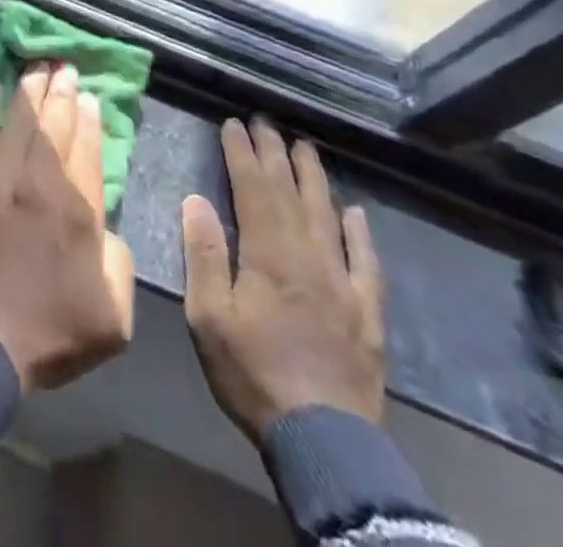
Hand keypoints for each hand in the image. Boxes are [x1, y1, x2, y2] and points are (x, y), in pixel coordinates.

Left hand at [0, 64, 135, 390]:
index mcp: (78, 210)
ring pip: (17, 121)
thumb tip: (107, 229)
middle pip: (53, 125)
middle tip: (65, 68)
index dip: (89, 119)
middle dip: (61, 93)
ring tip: (36, 68)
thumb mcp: (114, 316)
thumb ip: (120, 264)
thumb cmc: (50, 330)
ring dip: (28, 91)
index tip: (89, 97)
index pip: (87, 149)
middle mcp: (39, 182)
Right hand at [181, 118, 384, 444]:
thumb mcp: (209, 317)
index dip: (242, 153)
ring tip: (305, 147)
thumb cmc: (253, 374)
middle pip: (290, 193)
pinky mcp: (366, 312)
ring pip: (327, 215)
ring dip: (314, 178)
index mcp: (267, 255)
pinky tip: (355, 211)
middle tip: (266, 122)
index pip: (252, 189)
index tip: (233, 124)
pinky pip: (365, 261)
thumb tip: (195, 199)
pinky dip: (360, 232)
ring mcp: (342, 283)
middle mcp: (308, 257)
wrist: (325, 441)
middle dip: (275, 154)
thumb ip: (204, 255)